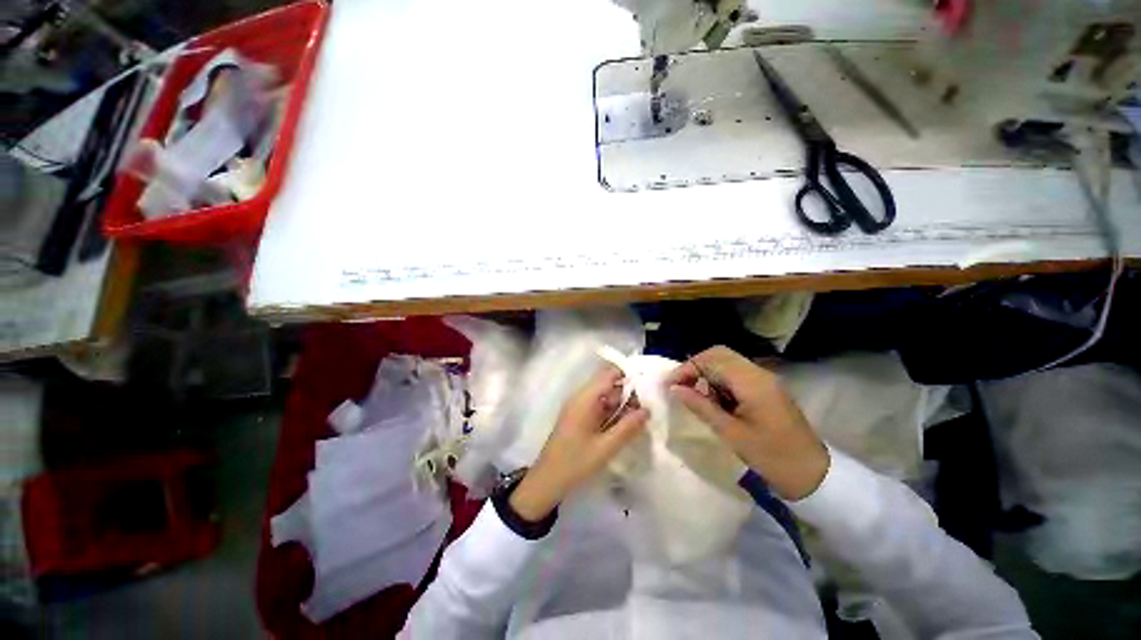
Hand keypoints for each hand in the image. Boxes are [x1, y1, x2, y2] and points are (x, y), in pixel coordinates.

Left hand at [510, 365, 649, 521]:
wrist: (548, 480)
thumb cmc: (576, 462)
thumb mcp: (606, 447)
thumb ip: (628, 427)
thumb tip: (647, 410)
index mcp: (585, 398)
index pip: (609, 374)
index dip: (628, 376)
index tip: (647, 388)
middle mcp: (581, 397)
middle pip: (608, 384)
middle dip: (628, 394)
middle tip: (648, 408)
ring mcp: (579, 406)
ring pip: (605, 396)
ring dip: (621, 405)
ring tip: (641, 418)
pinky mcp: (578, 416)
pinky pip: (599, 407)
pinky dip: (612, 413)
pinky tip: (625, 426)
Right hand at [665, 346, 828, 500]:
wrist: (813, 474)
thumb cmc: (771, 456)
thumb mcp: (730, 433)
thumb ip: (701, 406)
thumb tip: (674, 389)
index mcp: (752, 383)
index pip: (711, 360)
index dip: (686, 368)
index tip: (669, 385)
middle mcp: (759, 373)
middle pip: (719, 354)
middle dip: (695, 366)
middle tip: (680, 386)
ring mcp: (765, 379)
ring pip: (727, 362)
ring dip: (707, 373)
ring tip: (696, 395)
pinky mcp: (767, 387)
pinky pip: (736, 373)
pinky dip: (719, 380)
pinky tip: (715, 400)